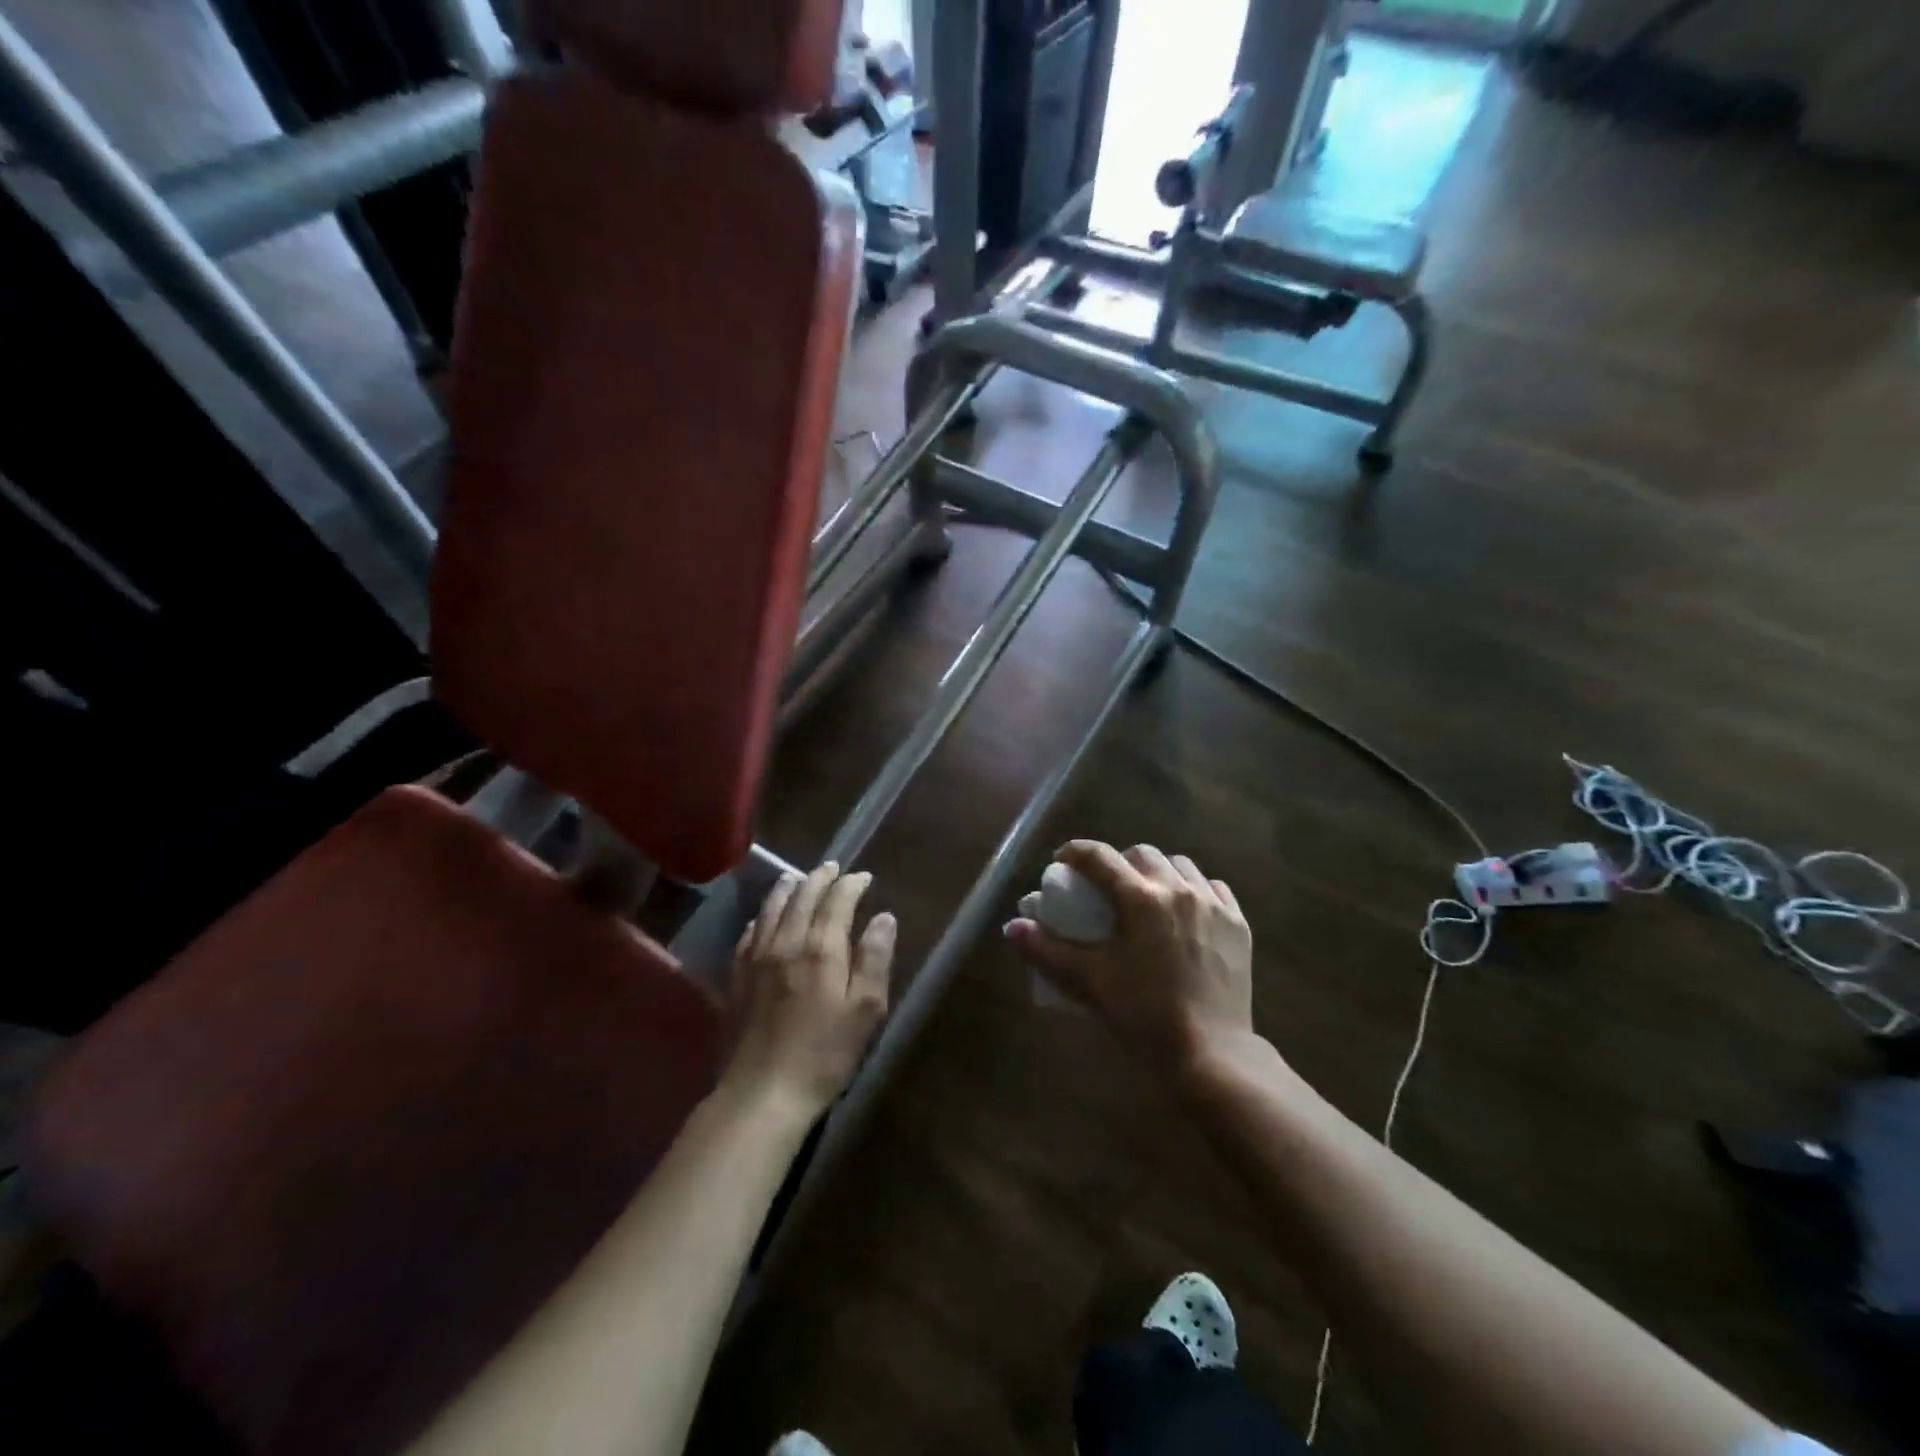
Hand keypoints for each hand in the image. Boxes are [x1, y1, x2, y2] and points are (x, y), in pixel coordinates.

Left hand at [723, 862, 895, 1119]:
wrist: (762, 1093)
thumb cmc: (824, 1054)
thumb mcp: (865, 1011)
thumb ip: (874, 959)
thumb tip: (884, 917)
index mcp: (821, 949)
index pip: (837, 901)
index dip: (851, 884)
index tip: (864, 877)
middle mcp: (786, 943)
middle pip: (802, 897)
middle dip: (819, 878)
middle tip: (832, 868)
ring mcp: (756, 959)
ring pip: (771, 909)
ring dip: (787, 888)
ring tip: (796, 877)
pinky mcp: (736, 978)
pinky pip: (748, 933)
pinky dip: (761, 916)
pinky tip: (763, 918)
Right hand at [1006, 842, 1253, 1076]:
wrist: (1211, 1055)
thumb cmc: (1144, 1015)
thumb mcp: (1090, 981)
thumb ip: (1047, 951)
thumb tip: (1012, 927)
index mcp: (1141, 898)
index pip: (1100, 857)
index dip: (1075, 852)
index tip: (1062, 862)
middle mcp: (1178, 890)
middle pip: (1142, 854)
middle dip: (1118, 862)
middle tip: (1106, 887)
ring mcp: (1213, 905)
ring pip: (1181, 866)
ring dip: (1158, 872)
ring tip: (1147, 896)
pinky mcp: (1238, 925)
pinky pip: (1213, 889)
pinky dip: (1194, 890)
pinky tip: (1186, 911)